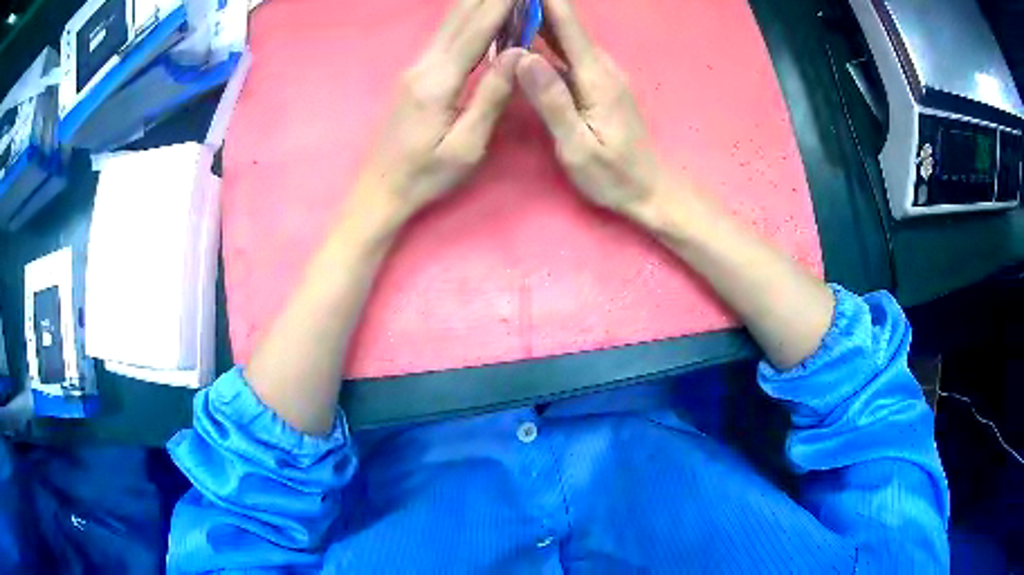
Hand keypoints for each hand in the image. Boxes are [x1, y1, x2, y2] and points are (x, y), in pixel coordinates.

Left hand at [353, 0, 525, 230]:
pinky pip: (443, 36)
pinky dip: (464, 19)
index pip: (476, 31)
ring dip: (475, 3)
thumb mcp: (466, 145)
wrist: (379, 190)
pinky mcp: (414, 76)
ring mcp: (415, 69)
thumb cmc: (425, 175)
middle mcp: (424, 66)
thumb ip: (491, 96)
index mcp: (439, 82)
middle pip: (458, 18)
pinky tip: (476, 12)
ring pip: (448, 23)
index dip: (500, 4)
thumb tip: (518, 54)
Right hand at [516, 0, 665, 222]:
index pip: (569, 27)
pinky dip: (546, 42)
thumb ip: (552, 101)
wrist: (648, 190)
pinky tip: (526, 39)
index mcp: (596, 78)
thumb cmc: (612, 175)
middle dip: (537, 7)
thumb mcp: (577, 145)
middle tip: (503, 2)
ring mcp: (601, 75)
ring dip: (539, 20)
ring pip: (566, 39)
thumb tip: (524, 58)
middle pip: (567, 27)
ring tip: (509, 11)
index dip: (547, 2)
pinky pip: (568, 55)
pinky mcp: (598, 85)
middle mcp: (601, 68)